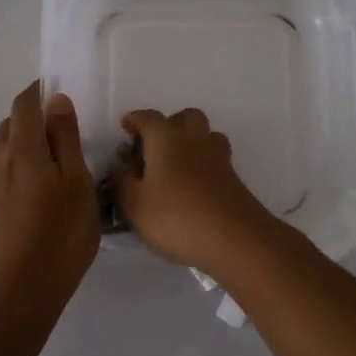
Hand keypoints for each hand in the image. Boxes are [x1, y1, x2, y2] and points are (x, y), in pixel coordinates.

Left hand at [0, 82, 99, 308]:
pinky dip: (25, 158)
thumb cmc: (62, 232)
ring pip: (8, 144)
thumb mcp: (77, 181)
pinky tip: (48, 179)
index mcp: (21, 149)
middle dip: (35, 114)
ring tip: (62, 153)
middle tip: (69, 126)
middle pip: (13, 122)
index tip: (62, 89)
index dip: (40, 90)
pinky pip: (7, 164)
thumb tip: (56, 101)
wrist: (27, 287)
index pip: (24, 104)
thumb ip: (65, 139)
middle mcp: (0, 160)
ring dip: (30, 138)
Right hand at [111, 108, 278, 273]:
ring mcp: (218, 157)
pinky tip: (193, 186)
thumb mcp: (135, 205)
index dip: (135, 120)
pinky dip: (202, 163)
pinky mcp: (233, 177)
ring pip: (205, 135)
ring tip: (175, 165)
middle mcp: (194, 139)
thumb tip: (120, 167)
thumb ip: (122, 182)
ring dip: (190, 142)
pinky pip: (215, 158)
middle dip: (169, 125)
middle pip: (185, 117)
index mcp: (166, 139)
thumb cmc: (177, 217)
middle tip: (153, 147)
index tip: (125, 127)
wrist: (235, 238)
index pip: (149, 118)